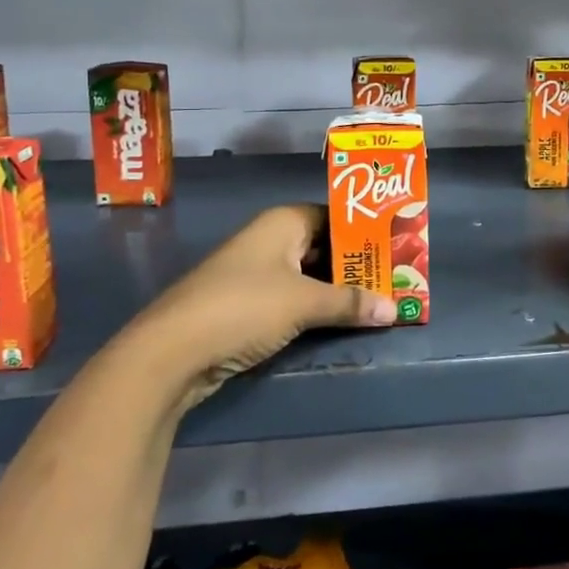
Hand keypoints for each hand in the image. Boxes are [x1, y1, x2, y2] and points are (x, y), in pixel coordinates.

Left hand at [131, 205, 394, 412]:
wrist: (171, 352)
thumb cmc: (243, 307)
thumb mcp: (304, 303)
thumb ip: (350, 303)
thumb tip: (394, 308)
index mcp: (283, 222)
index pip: (335, 216)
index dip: (365, 231)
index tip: (397, 246)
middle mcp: (270, 240)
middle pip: (324, 246)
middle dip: (357, 264)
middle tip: (395, 278)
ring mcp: (256, 273)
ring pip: (309, 275)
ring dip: (338, 290)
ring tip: (379, 300)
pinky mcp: (247, 305)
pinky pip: (293, 298)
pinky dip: (317, 307)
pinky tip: (342, 320)